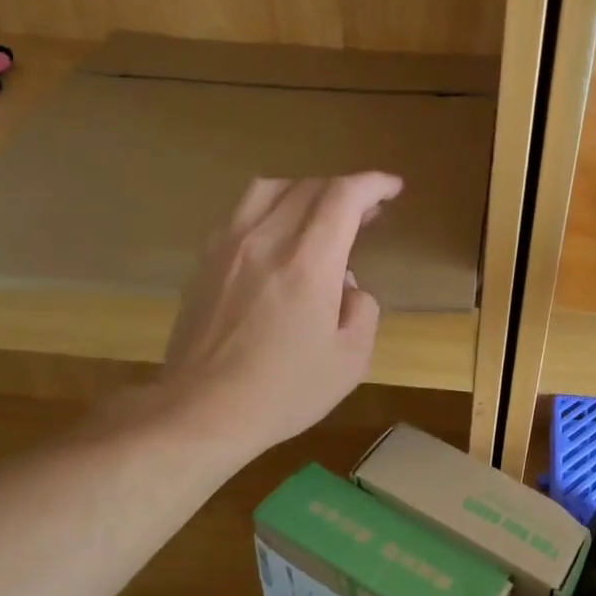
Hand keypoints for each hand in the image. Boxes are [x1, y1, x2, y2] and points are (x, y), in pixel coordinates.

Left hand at [151, 173, 401, 456]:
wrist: (203, 411)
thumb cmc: (283, 392)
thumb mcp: (350, 361)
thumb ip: (362, 310)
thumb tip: (346, 286)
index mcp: (308, 264)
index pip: (344, 197)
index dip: (374, 184)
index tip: (392, 188)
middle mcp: (266, 241)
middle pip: (309, 186)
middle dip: (346, 190)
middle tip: (367, 212)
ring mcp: (228, 247)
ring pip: (269, 189)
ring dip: (305, 192)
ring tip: (322, 215)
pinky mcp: (205, 261)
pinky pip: (241, 213)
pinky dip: (271, 210)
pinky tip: (279, 239)